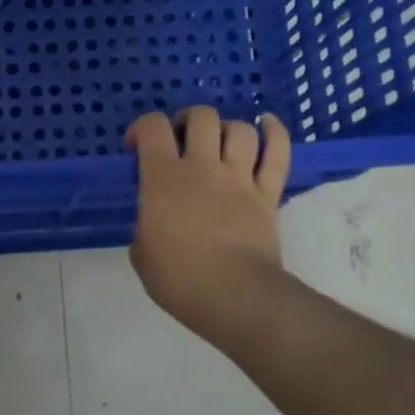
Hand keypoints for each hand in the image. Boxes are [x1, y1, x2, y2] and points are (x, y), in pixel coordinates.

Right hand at [126, 108, 291, 347]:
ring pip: (239, 129)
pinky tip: (265, 124)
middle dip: (187, 121)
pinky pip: (277, 153)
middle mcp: (202, 167)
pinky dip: (274, 132)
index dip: (141, 128)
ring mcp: (239, 178)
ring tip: (219, 143)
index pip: (152, 127)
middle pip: (201, 117)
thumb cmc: (178, 278)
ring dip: (226, 129)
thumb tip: (156, 219)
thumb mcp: (141, 252)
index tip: (137, 148)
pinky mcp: (268, 194)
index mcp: (163, 178)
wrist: (234, 297)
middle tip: (181, 142)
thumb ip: (146, 223)